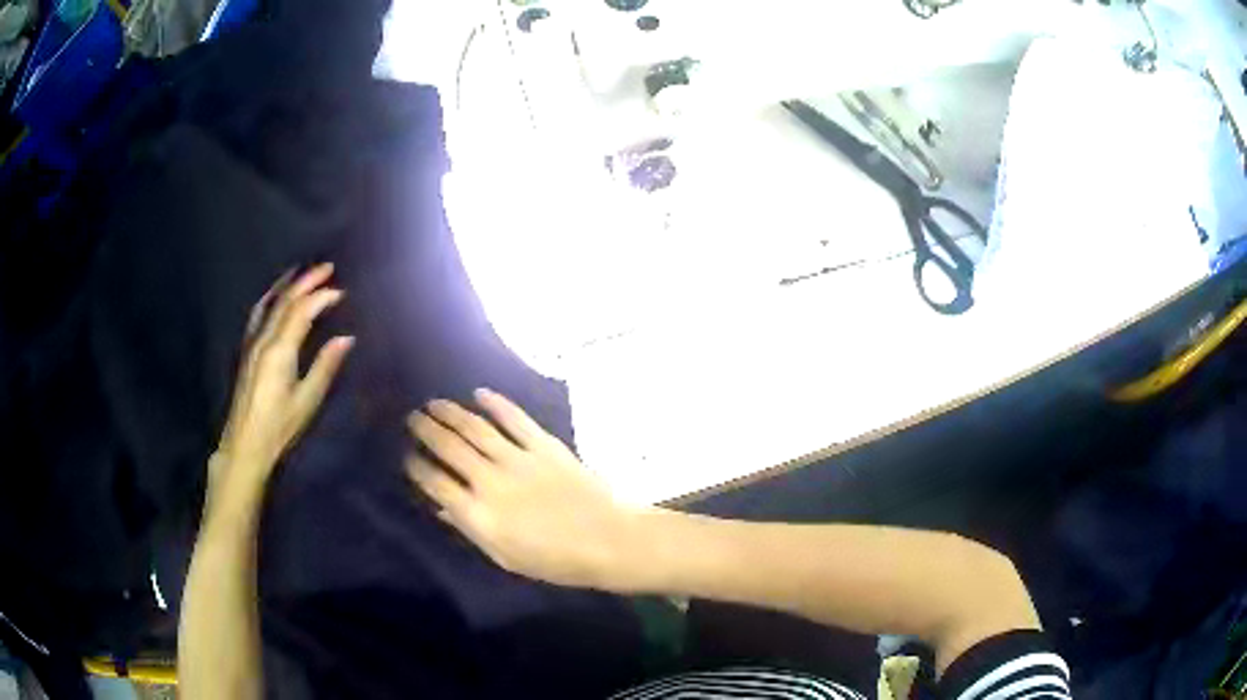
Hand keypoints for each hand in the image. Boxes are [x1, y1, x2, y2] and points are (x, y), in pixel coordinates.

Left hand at [212, 264, 353, 496]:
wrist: (244, 444)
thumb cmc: (279, 427)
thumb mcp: (306, 401)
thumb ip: (325, 367)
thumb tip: (346, 338)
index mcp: (280, 351)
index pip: (302, 312)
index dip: (321, 297)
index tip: (341, 291)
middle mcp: (264, 340)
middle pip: (285, 301)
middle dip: (307, 281)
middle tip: (327, 267)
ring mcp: (252, 343)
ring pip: (270, 303)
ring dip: (287, 285)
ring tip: (301, 271)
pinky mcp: (247, 351)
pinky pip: (258, 314)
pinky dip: (270, 298)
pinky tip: (274, 296)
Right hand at [406, 390, 645, 590]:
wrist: (608, 539)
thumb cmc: (556, 559)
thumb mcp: (506, 557)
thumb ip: (472, 529)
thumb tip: (443, 508)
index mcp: (479, 514)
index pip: (435, 483)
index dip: (417, 467)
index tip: (408, 456)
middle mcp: (490, 481)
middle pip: (449, 447)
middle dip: (426, 430)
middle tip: (413, 418)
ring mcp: (517, 458)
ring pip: (475, 428)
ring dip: (451, 413)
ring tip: (434, 403)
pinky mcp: (543, 444)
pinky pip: (514, 418)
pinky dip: (495, 403)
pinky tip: (479, 393)